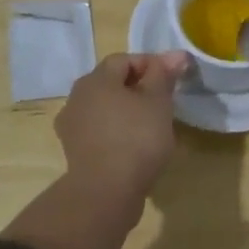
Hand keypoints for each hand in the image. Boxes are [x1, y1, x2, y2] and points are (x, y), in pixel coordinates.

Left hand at [55, 51, 191, 202]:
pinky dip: (116, 132)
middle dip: (138, 87)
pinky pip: (99, 131)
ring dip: (126, 111)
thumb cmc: (136, 138)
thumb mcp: (158, 101)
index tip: (173, 79)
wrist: (105, 193)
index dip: (151, 64)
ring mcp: (72, 126)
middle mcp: (77, 97)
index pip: (125, 60)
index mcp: (95, 79)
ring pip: (105, 108)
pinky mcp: (74, 152)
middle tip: (164, 101)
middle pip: (112, 83)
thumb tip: (176, 55)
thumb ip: (164, 74)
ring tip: (151, 125)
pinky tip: (134, 146)